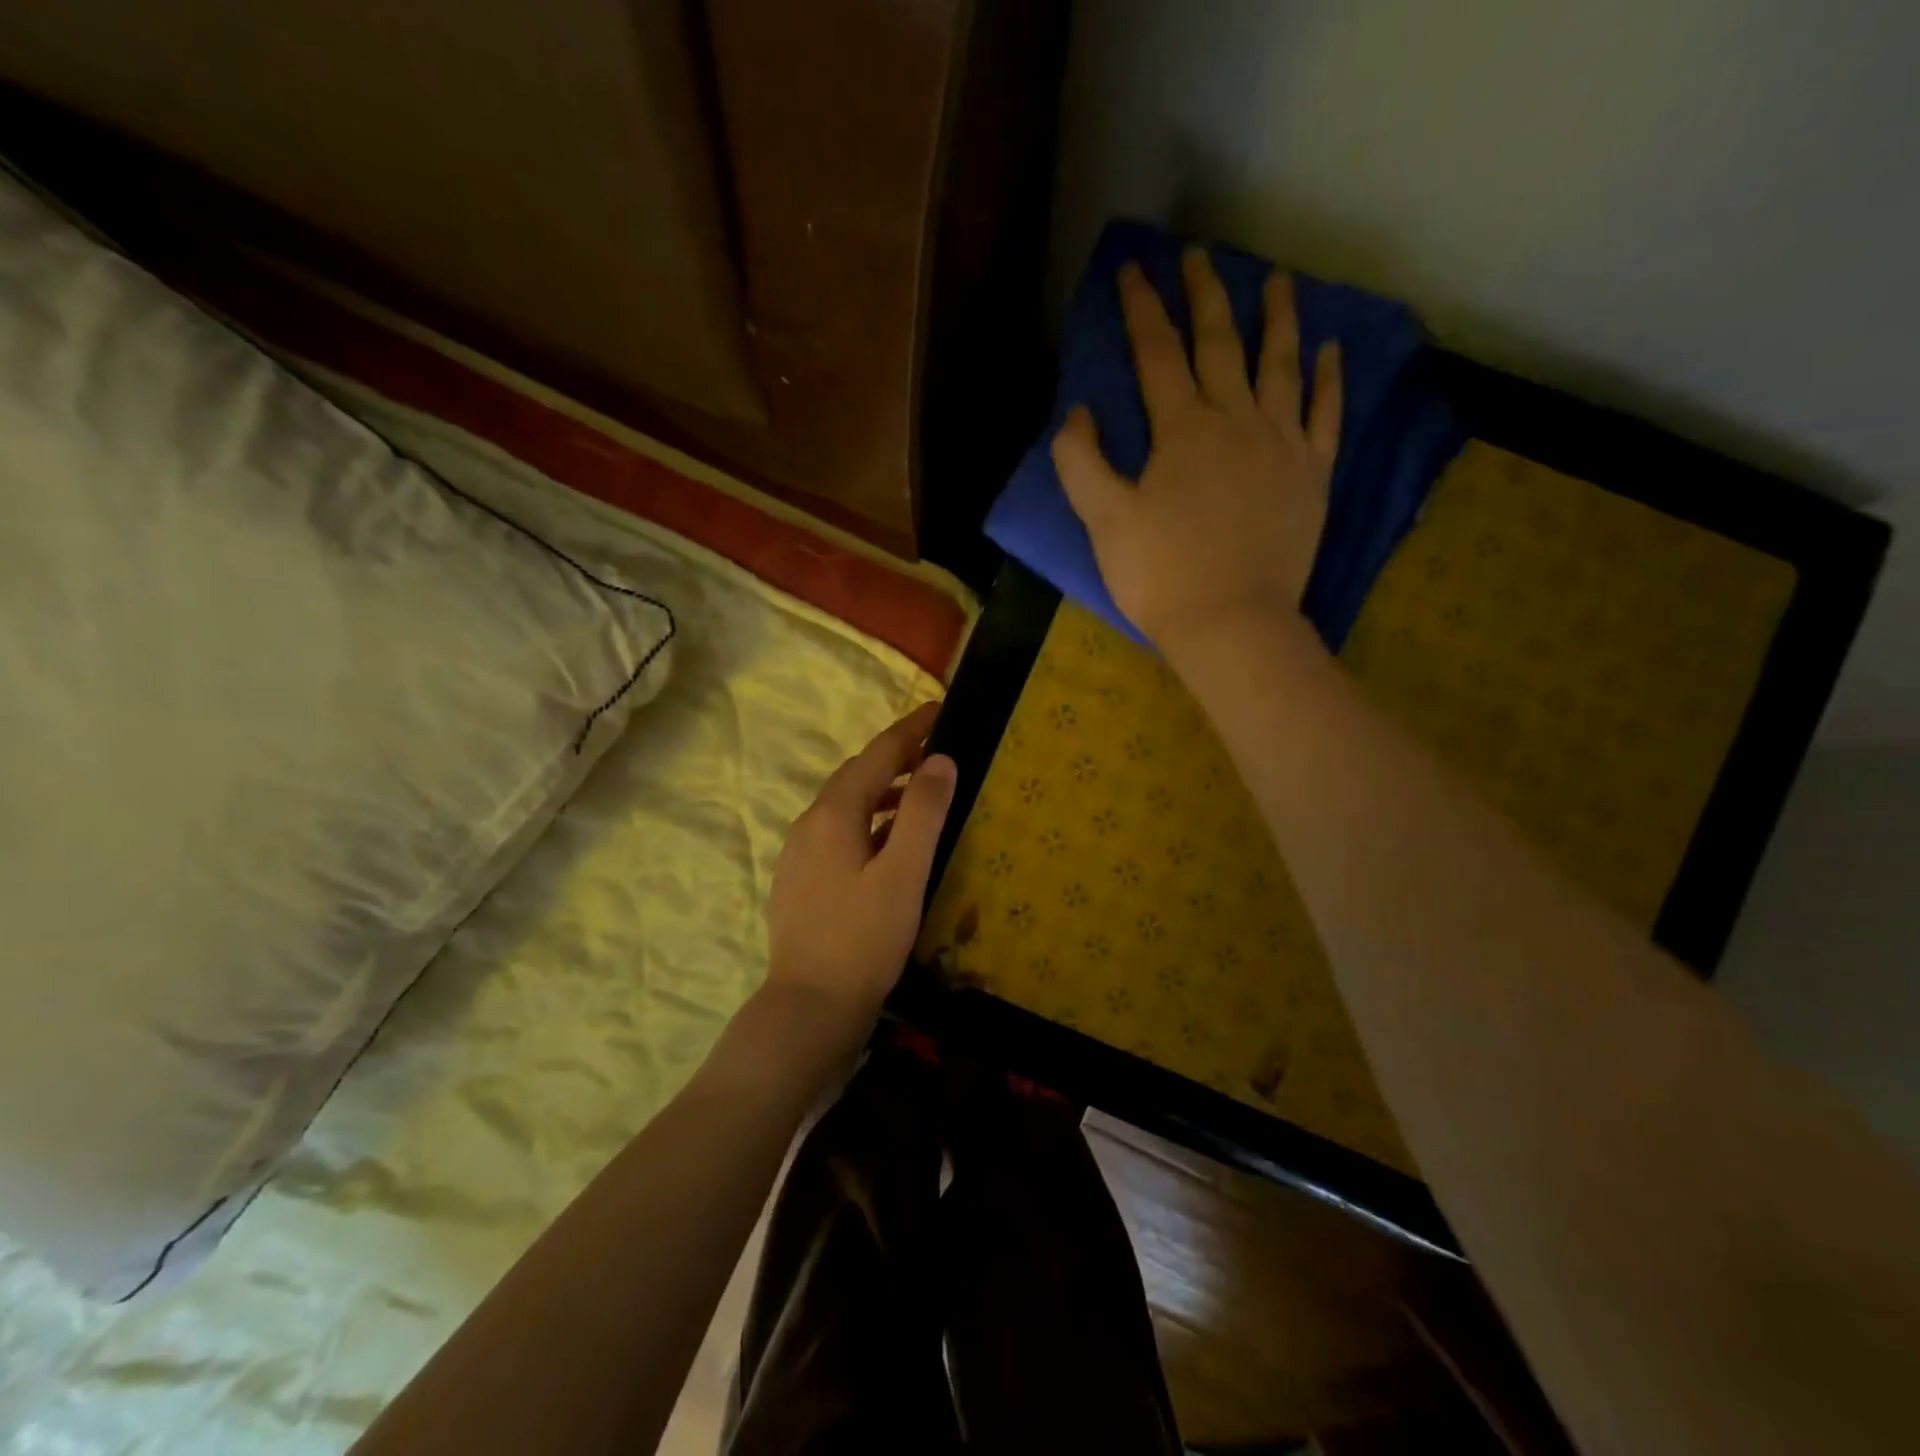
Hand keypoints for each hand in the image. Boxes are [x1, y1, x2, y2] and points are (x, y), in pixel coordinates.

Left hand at [765, 702, 956, 1028]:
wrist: (809, 1006)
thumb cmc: (863, 938)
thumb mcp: (903, 873)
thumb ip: (922, 812)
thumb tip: (941, 759)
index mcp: (834, 813)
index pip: (877, 754)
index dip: (910, 729)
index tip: (940, 710)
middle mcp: (810, 823)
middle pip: (857, 775)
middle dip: (896, 756)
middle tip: (937, 750)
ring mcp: (800, 853)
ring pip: (846, 805)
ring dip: (882, 790)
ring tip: (920, 792)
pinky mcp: (801, 879)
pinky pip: (839, 832)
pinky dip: (869, 821)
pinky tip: (888, 843)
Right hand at [1050, 247, 1342, 648]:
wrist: (1231, 623)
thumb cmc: (1160, 575)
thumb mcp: (1103, 521)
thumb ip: (1081, 462)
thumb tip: (1079, 412)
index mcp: (1181, 430)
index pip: (1158, 353)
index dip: (1142, 308)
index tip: (1134, 268)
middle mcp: (1236, 420)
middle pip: (1221, 343)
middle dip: (1206, 295)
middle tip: (1199, 256)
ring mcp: (1281, 445)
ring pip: (1281, 366)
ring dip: (1278, 319)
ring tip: (1277, 281)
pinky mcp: (1311, 475)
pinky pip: (1325, 415)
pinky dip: (1328, 380)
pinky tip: (1329, 351)